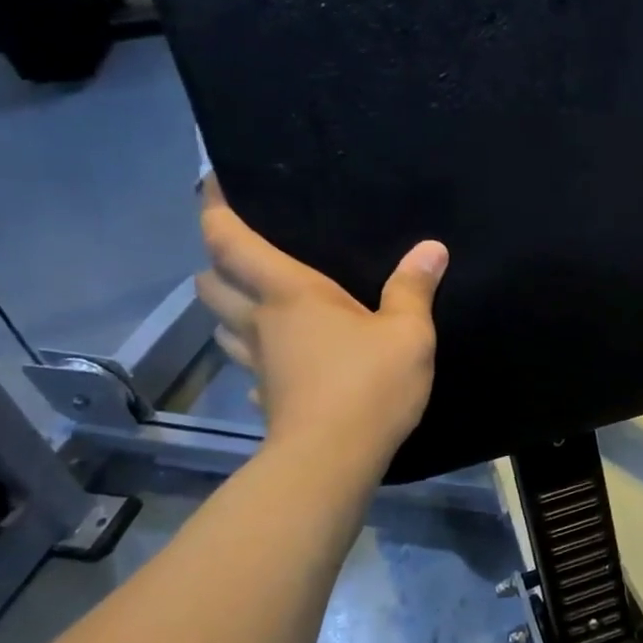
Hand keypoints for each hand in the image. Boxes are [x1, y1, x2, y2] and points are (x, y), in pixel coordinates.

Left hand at [197, 175, 447, 453]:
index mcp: (289, 294)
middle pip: (212, 283)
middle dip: (216, 263)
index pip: (231, 241)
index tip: (211, 182)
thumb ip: (414, 288)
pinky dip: (254, 357)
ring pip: (222, 326)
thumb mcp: (407, 332)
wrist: (334, 459)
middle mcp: (261, 322)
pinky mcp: (267, 398)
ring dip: (228, 310)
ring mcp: (258, 364)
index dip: (215, 209)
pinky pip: (248, 368)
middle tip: (244, 253)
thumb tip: (431, 249)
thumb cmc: (368, 384)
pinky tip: (278, 363)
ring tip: (257, 302)